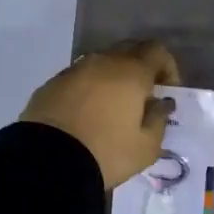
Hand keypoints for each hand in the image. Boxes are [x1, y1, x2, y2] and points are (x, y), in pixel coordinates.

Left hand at [21, 41, 180, 188]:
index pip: (157, 51)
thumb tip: (159, 105)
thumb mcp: (146, 147)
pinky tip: (85, 116)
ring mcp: (72, 70)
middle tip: (141, 99)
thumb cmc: (106, 153)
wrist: (46, 162)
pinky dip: (87, 90)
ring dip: (111, 80)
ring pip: (101, 64)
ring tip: (111, 110)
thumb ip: (159, 121)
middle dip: (140, 70)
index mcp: (130, 71)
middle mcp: (102, 61)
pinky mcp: (50, 84)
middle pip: (128, 52)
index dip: (167, 68)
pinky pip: (78, 79)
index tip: (166, 92)